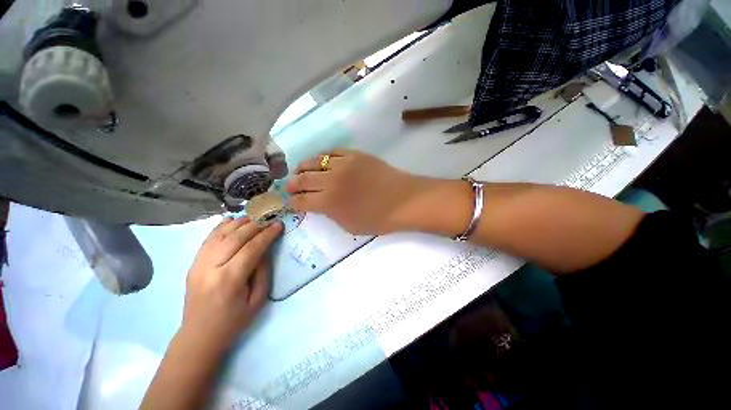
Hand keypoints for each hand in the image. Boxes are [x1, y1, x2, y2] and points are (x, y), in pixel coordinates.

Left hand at [181, 218, 281, 352]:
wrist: (199, 335)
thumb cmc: (233, 321)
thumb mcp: (258, 300)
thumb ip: (263, 271)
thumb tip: (264, 249)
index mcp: (229, 280)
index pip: (251, 248)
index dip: (267, 234)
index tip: (278, 225)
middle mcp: (211, 268)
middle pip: (235, 238)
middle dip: (255, 225)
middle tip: (269, 218)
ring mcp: (198, 265)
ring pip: (219, 235)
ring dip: (239, 223)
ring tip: (254, 217)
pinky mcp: (193, 264)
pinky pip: (207, 239)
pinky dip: (220, 227)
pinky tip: (232, 220)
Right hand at [286, 150, 432, 234]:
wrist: (403, 200)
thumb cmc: (378, 219)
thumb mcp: (349, 225)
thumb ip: (329, 214)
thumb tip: (319, 204)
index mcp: (328, 203)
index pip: (301, 201)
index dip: (292, 203)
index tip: (290, 203)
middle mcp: (330, 181)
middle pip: (302, 179)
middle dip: (292, 184)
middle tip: (290, 187)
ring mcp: (342, 164)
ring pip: (313, 161)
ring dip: (303, 168)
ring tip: (300, 172)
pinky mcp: (354, 154)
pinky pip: (332, 152)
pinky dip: (322, 157)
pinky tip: (321, 162)